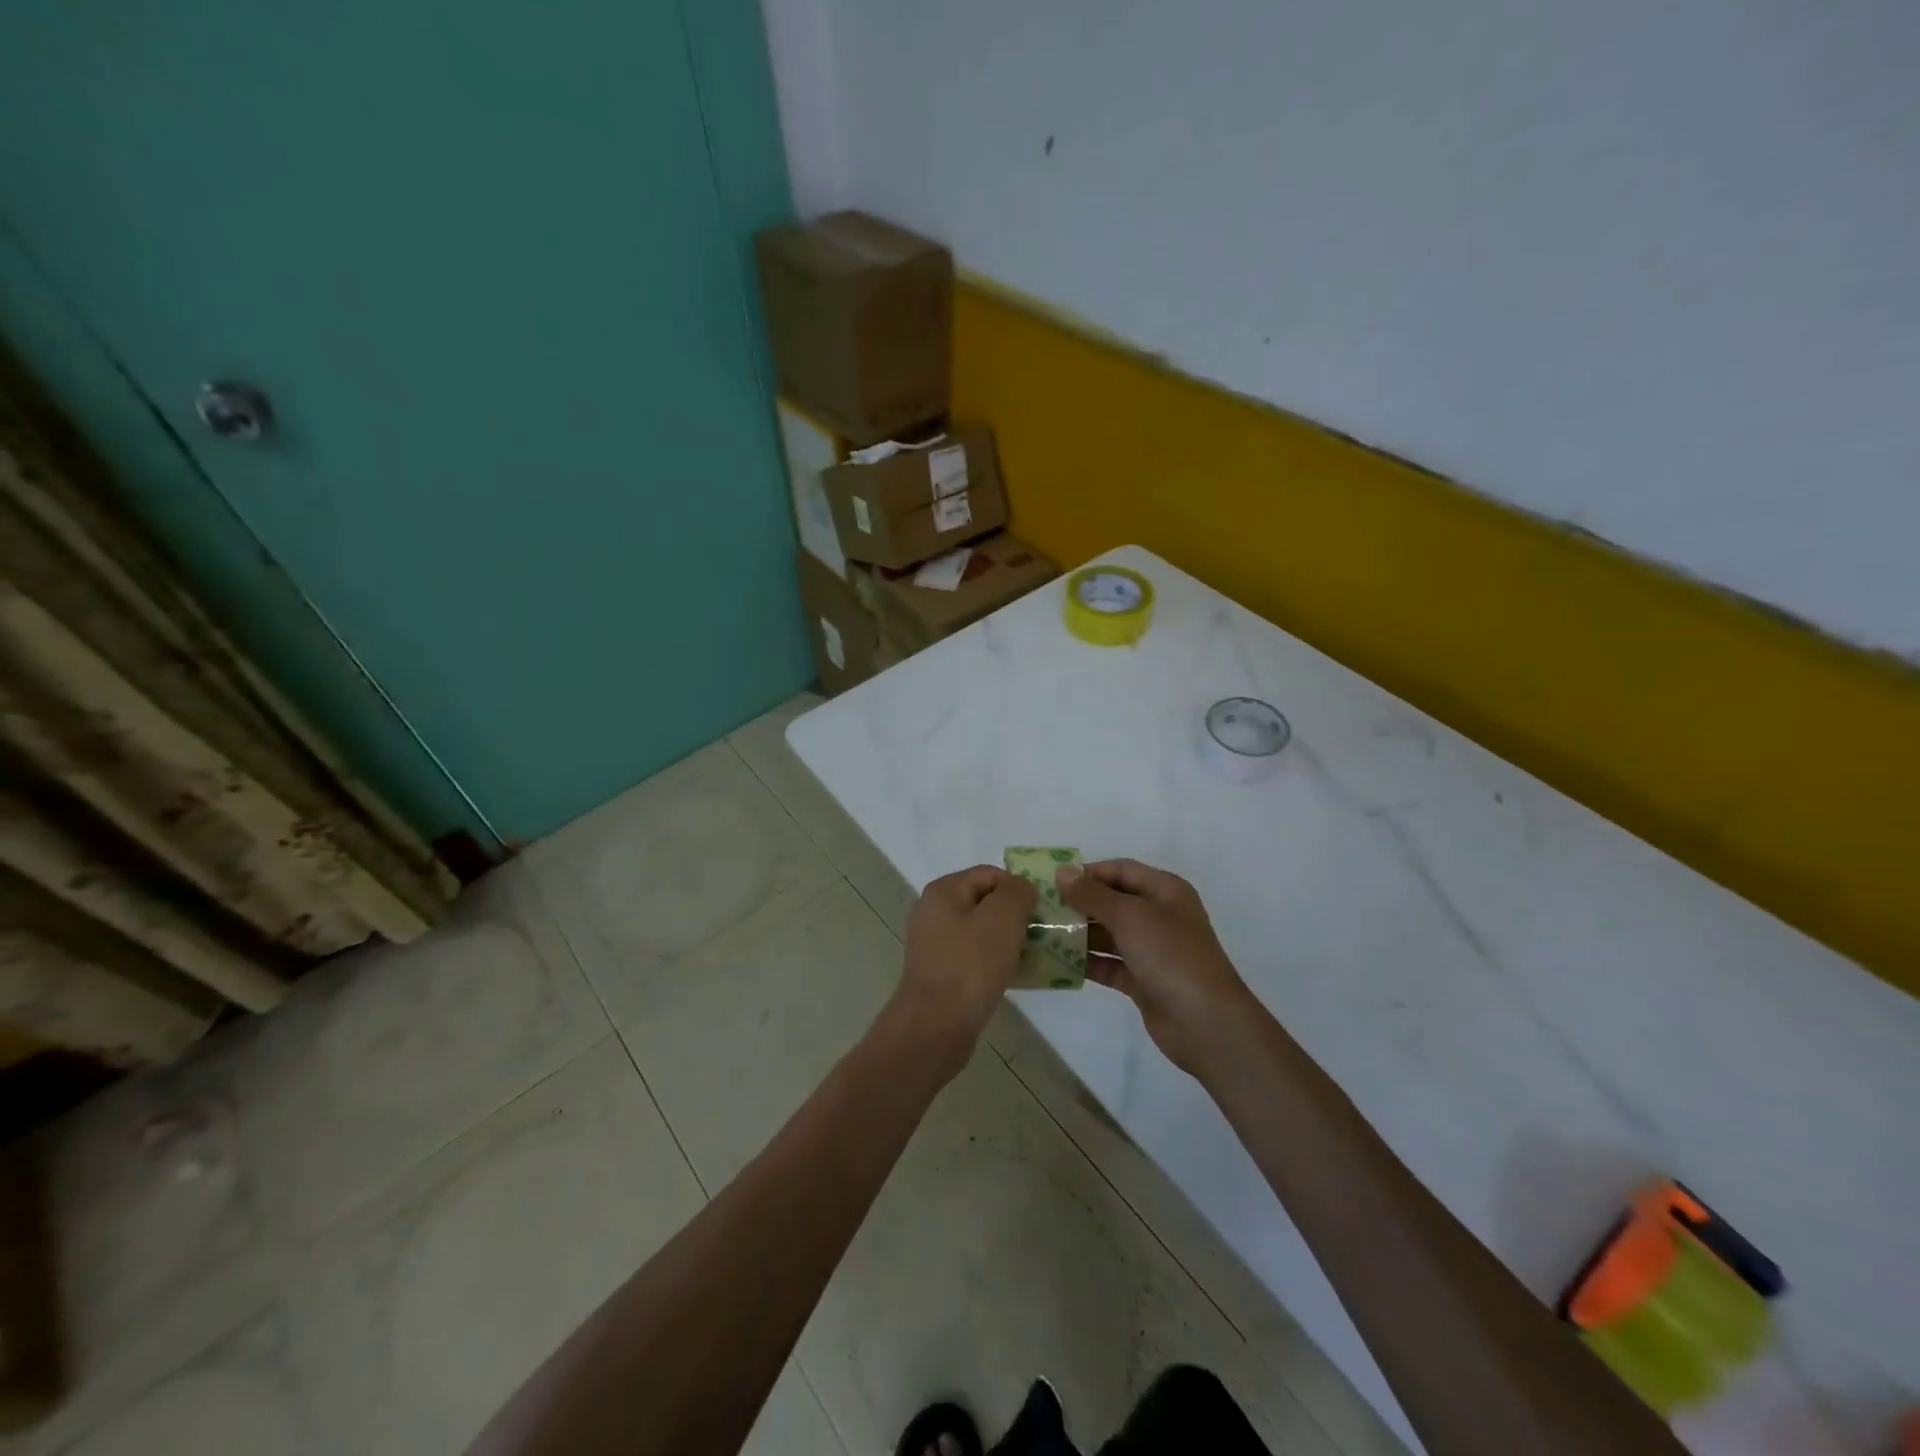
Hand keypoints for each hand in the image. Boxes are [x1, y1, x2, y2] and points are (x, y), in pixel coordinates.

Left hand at [888, 866, 1037, 1078]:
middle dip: (1015, 916)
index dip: (1019, 889)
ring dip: (1008, 941)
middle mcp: (933, 911)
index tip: (1040, 914)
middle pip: (985, 902)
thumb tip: (1021, 889)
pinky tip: (1013, 977)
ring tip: (1031, 958)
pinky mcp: (940, 972)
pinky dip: (995, 962)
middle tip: (1040, 936)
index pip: (990, 874)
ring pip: (981, 931)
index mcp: (943, 891)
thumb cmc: (971, 965)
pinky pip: (975, 957)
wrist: (936, 1026)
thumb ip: (1017, 891)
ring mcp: (934, 944)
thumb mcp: (1003, 917)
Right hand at [1056, 859, 1260, 1077]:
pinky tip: (1058, 962)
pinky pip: (1110, 964)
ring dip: (1079, 934)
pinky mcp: (1143, 980)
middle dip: (1079, 904)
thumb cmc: (1170, 956)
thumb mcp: (1130, 917)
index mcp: (1165, 891)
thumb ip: (1093, 895)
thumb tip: (1062, 871)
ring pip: (1109, 934)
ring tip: (1042, 934)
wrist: (1206, 1023)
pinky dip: (1088, 962)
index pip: (1120, 870)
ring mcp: (1152, 950)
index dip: (1088, 873)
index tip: (1052, 881)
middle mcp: (1159, 916)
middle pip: (1113, 901)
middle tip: (1042, 909)